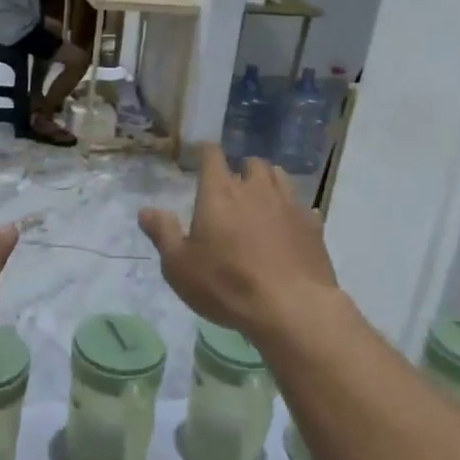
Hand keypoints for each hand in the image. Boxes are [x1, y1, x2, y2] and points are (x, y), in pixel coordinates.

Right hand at [139, 146, 338, 342]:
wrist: (290, 307)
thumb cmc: (225, 284)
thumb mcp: (179, 265)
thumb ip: (163, 233)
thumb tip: (145, 210)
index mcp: (219, 192)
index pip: (212, 156)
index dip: (205, 151)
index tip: (201, 153)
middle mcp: (256, 189)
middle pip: (252, 163)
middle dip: (242, 169)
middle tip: (233, 185)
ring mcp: (289, 205)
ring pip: (281, 177)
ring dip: (269, 182)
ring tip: (261, 198)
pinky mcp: (313, 226)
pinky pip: (303, 207)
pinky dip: (293, 210)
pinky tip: (289, 225)